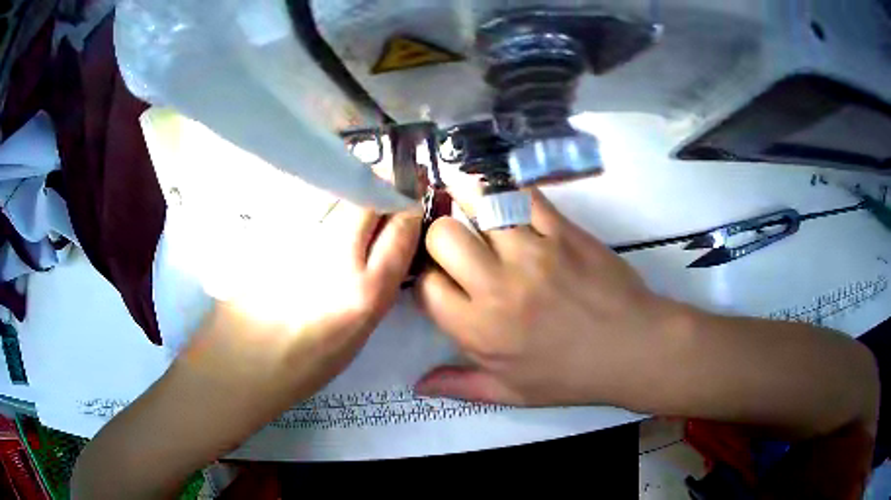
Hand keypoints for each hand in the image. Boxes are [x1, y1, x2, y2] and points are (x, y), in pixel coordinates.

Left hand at [72, 203, 421, 498]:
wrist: (236, 367)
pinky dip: (319, 205)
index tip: (408, 202)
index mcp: (363, 294)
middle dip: (379, 187)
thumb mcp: (354, 341)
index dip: (408, 209)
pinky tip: (316, 217)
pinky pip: (306, 209)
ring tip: (351, 201)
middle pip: (365, 198)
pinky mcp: (270, 236)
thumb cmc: (299, 370)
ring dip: (349, 192)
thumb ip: (372, 291)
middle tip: (381, 191)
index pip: (400, 230)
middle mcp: (335, 260)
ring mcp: (298, 243)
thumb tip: (382, 252)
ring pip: (333, 196)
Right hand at [414, 189, 682, 406]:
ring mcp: (532, 253)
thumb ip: (460, 386)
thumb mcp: (511, 393)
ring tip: (475, 211)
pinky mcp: (563, 231)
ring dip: (470, 204)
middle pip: (442, 236)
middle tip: (458, 246)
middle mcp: (497, 286)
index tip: (442, 280)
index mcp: (479, 330)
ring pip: (478, 205)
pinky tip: (507, 199)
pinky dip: (510, 193)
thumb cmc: (571, 376)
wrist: (632, 349)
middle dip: (441, 238)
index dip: (427, 278)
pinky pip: (524, 196)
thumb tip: (418, 385)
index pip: (425, 285)